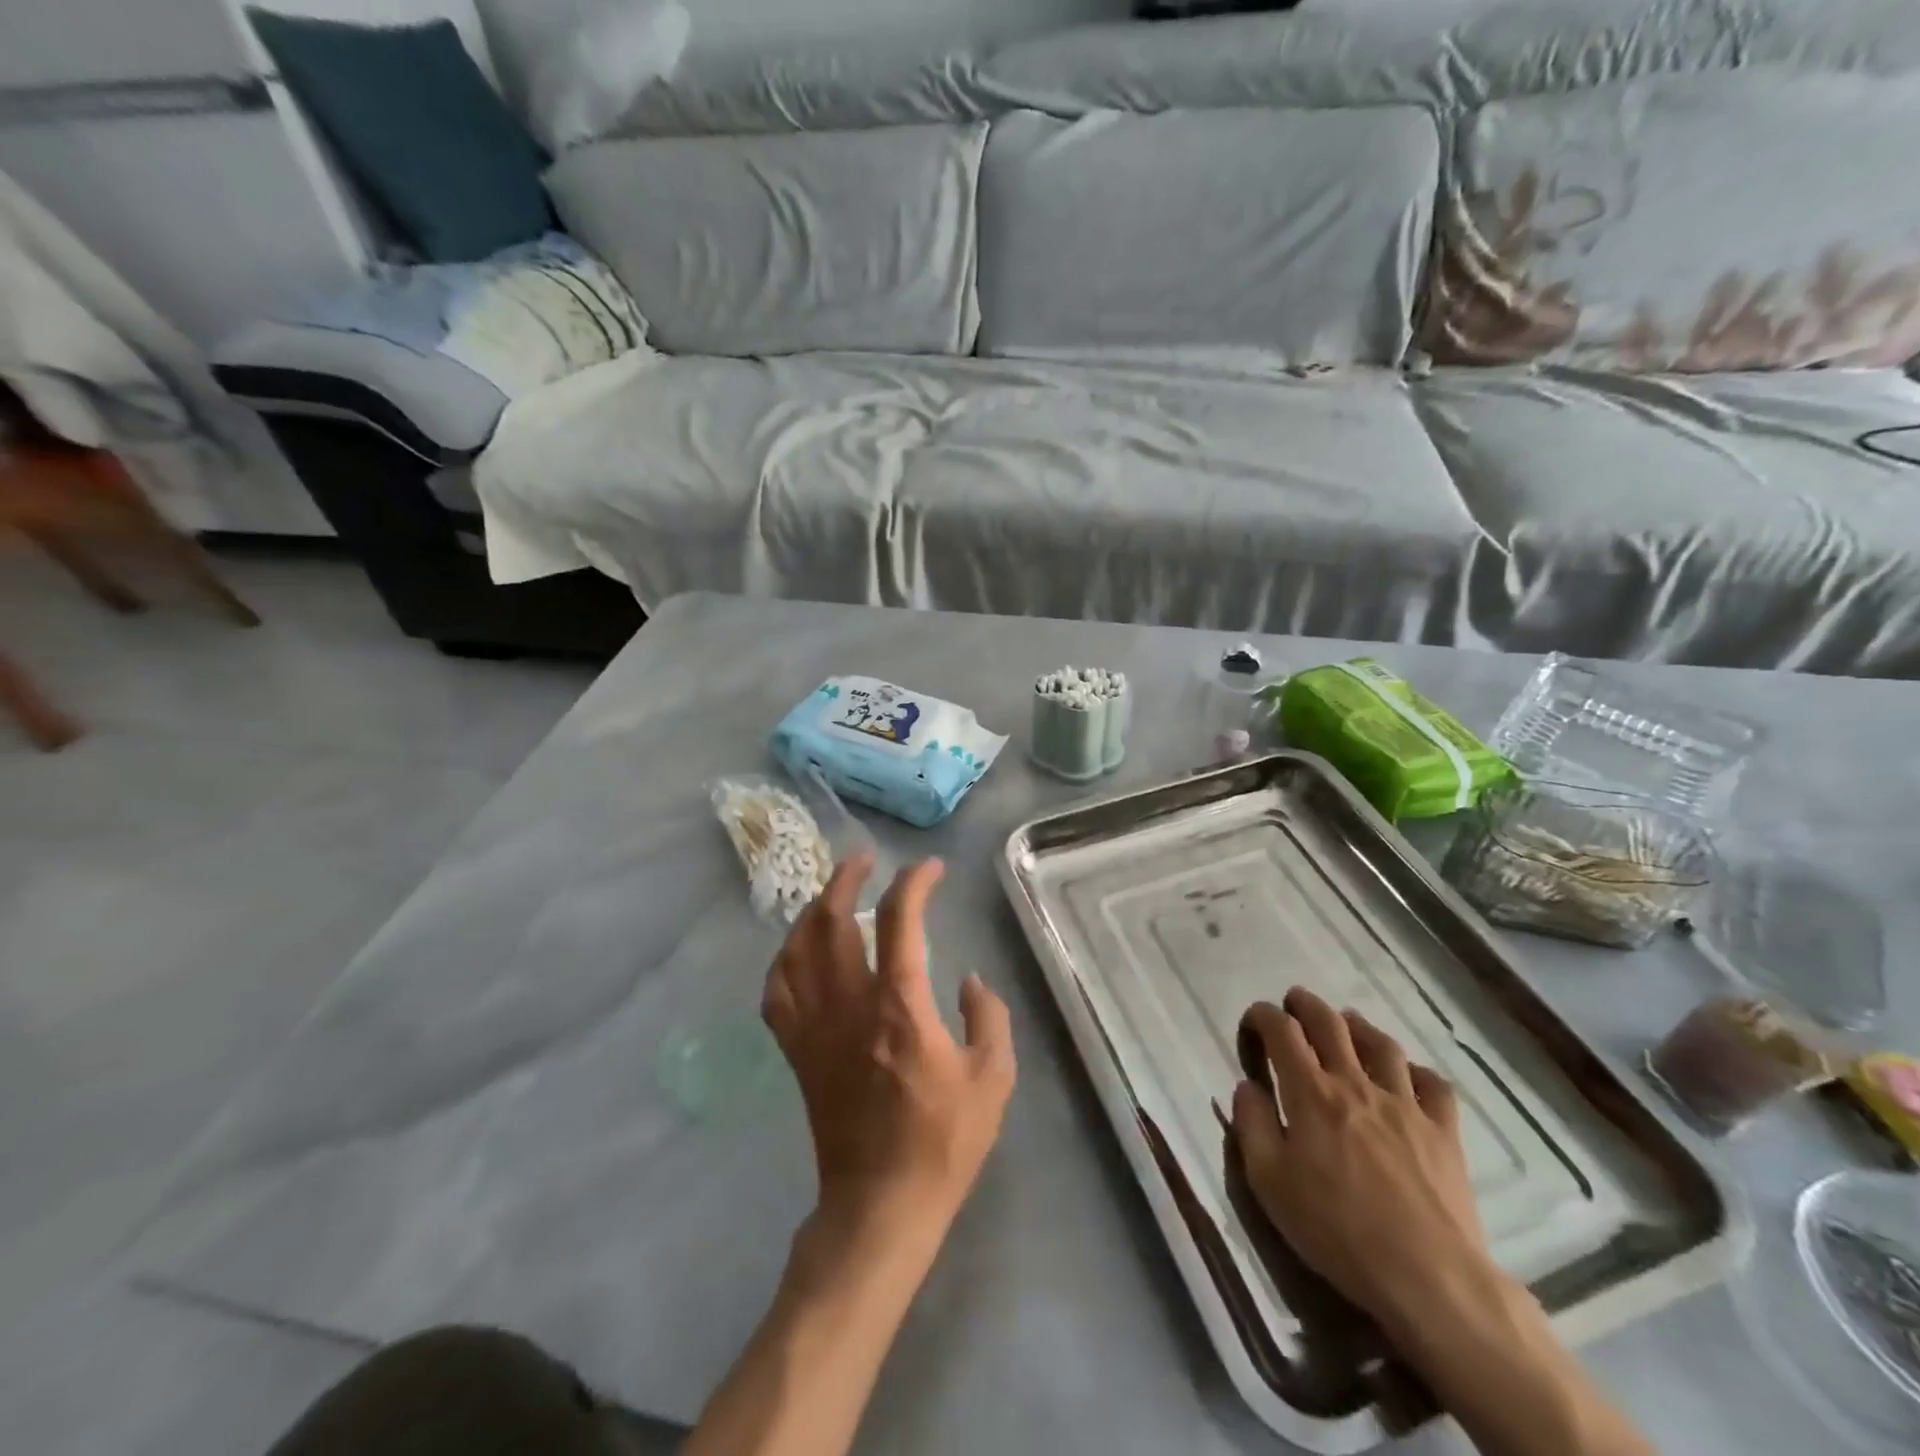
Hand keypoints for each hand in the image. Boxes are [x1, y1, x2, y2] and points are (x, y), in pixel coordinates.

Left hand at [762, 854, 1016, 1238]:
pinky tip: (797, 950)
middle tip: (864, 859)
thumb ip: (987, 1017)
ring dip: (812, 909)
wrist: (881, 1204)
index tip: (931, 870)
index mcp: (900, 1007)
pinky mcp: (796, 1051)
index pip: (901, 920)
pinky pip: (776, 992)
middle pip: (833, 920)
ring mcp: (815, 1027)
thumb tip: (968, 978)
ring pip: (797, 949)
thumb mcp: (993, 1079)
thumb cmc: (942, 1142)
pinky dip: (783, 960)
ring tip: (830, 893)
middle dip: (847, 878)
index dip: (915, 883)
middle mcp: (850, 1005)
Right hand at [1229, 987, 1491, 1336]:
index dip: (1264, 1015)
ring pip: (1381, 1044)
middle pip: (1330, 1024)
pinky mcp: (1444, 1132)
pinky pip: (1433, 1085)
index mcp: (1311, 1092)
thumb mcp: (1269, 1182)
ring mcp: (1405, 1104)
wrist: (1429, 1277)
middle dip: (1307, 1005)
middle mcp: (1356, 1084)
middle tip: (1294, 1002)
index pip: (1282, 1032)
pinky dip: (1416, 1071)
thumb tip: (1247, 1086)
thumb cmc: (1336, 1229)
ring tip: (1347, 1024)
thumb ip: (1251, 1124)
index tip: (1254, 1019)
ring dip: (1358, 1026)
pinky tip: (1406, 1076)